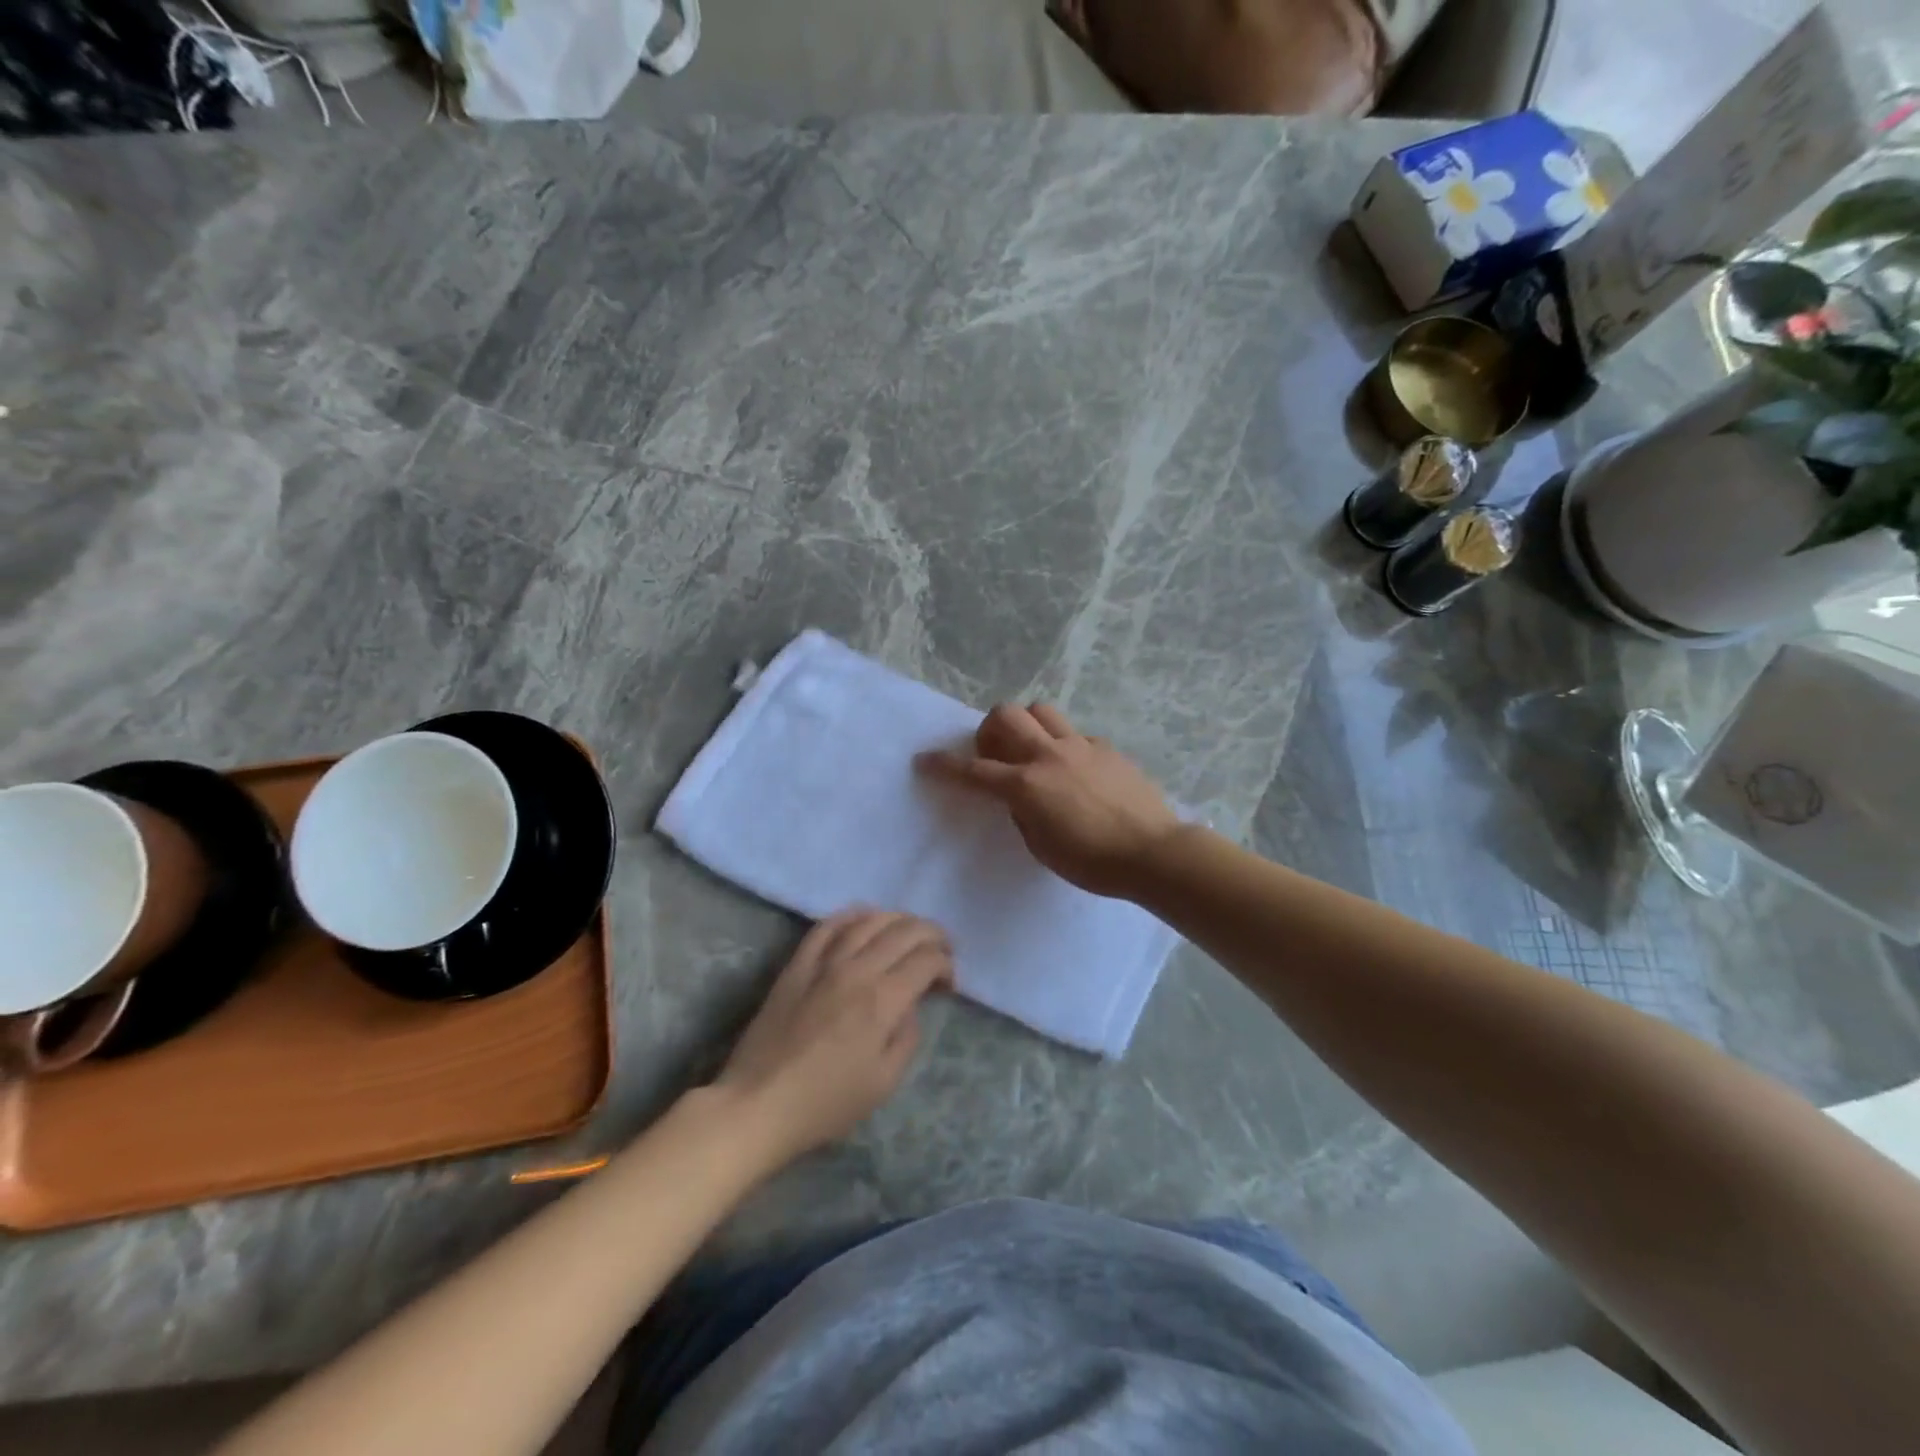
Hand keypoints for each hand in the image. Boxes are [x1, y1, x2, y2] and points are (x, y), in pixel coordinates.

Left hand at [716, 911, 951, 1165]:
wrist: (758, 1104)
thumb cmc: (825, 1103)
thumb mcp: (883, 1083)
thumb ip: (907, 1036)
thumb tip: (910, 1006)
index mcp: (882, 1001)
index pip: (926, 960)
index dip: (945, 965)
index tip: (947, 984)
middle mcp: (857, 970)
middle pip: (904, 931)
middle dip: (931, 935)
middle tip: (941, 950)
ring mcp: (824, 962)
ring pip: (869, 920)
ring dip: (897, 919)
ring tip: (909, 930)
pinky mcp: (798, 964)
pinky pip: (828, 926)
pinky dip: (852, 916)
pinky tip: (865, 919)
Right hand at [916, 703, 1180, 898]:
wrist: (1152, 852)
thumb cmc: (1092, 862)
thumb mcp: (1042, 846)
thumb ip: (1022, 814)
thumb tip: (1018, 797)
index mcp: (1026, 785)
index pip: (973, 771)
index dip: (943, 766)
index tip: (924, 761)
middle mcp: (1048, 755)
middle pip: (1006, 715)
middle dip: (988, 729)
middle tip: (993, 752)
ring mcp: (1080, 746)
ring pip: (1041, 711)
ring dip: (1026, 724)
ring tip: (1030, 749)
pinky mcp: (1106, 747)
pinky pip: (1075, 733)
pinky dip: (1063, 745)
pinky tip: (1074, 770)